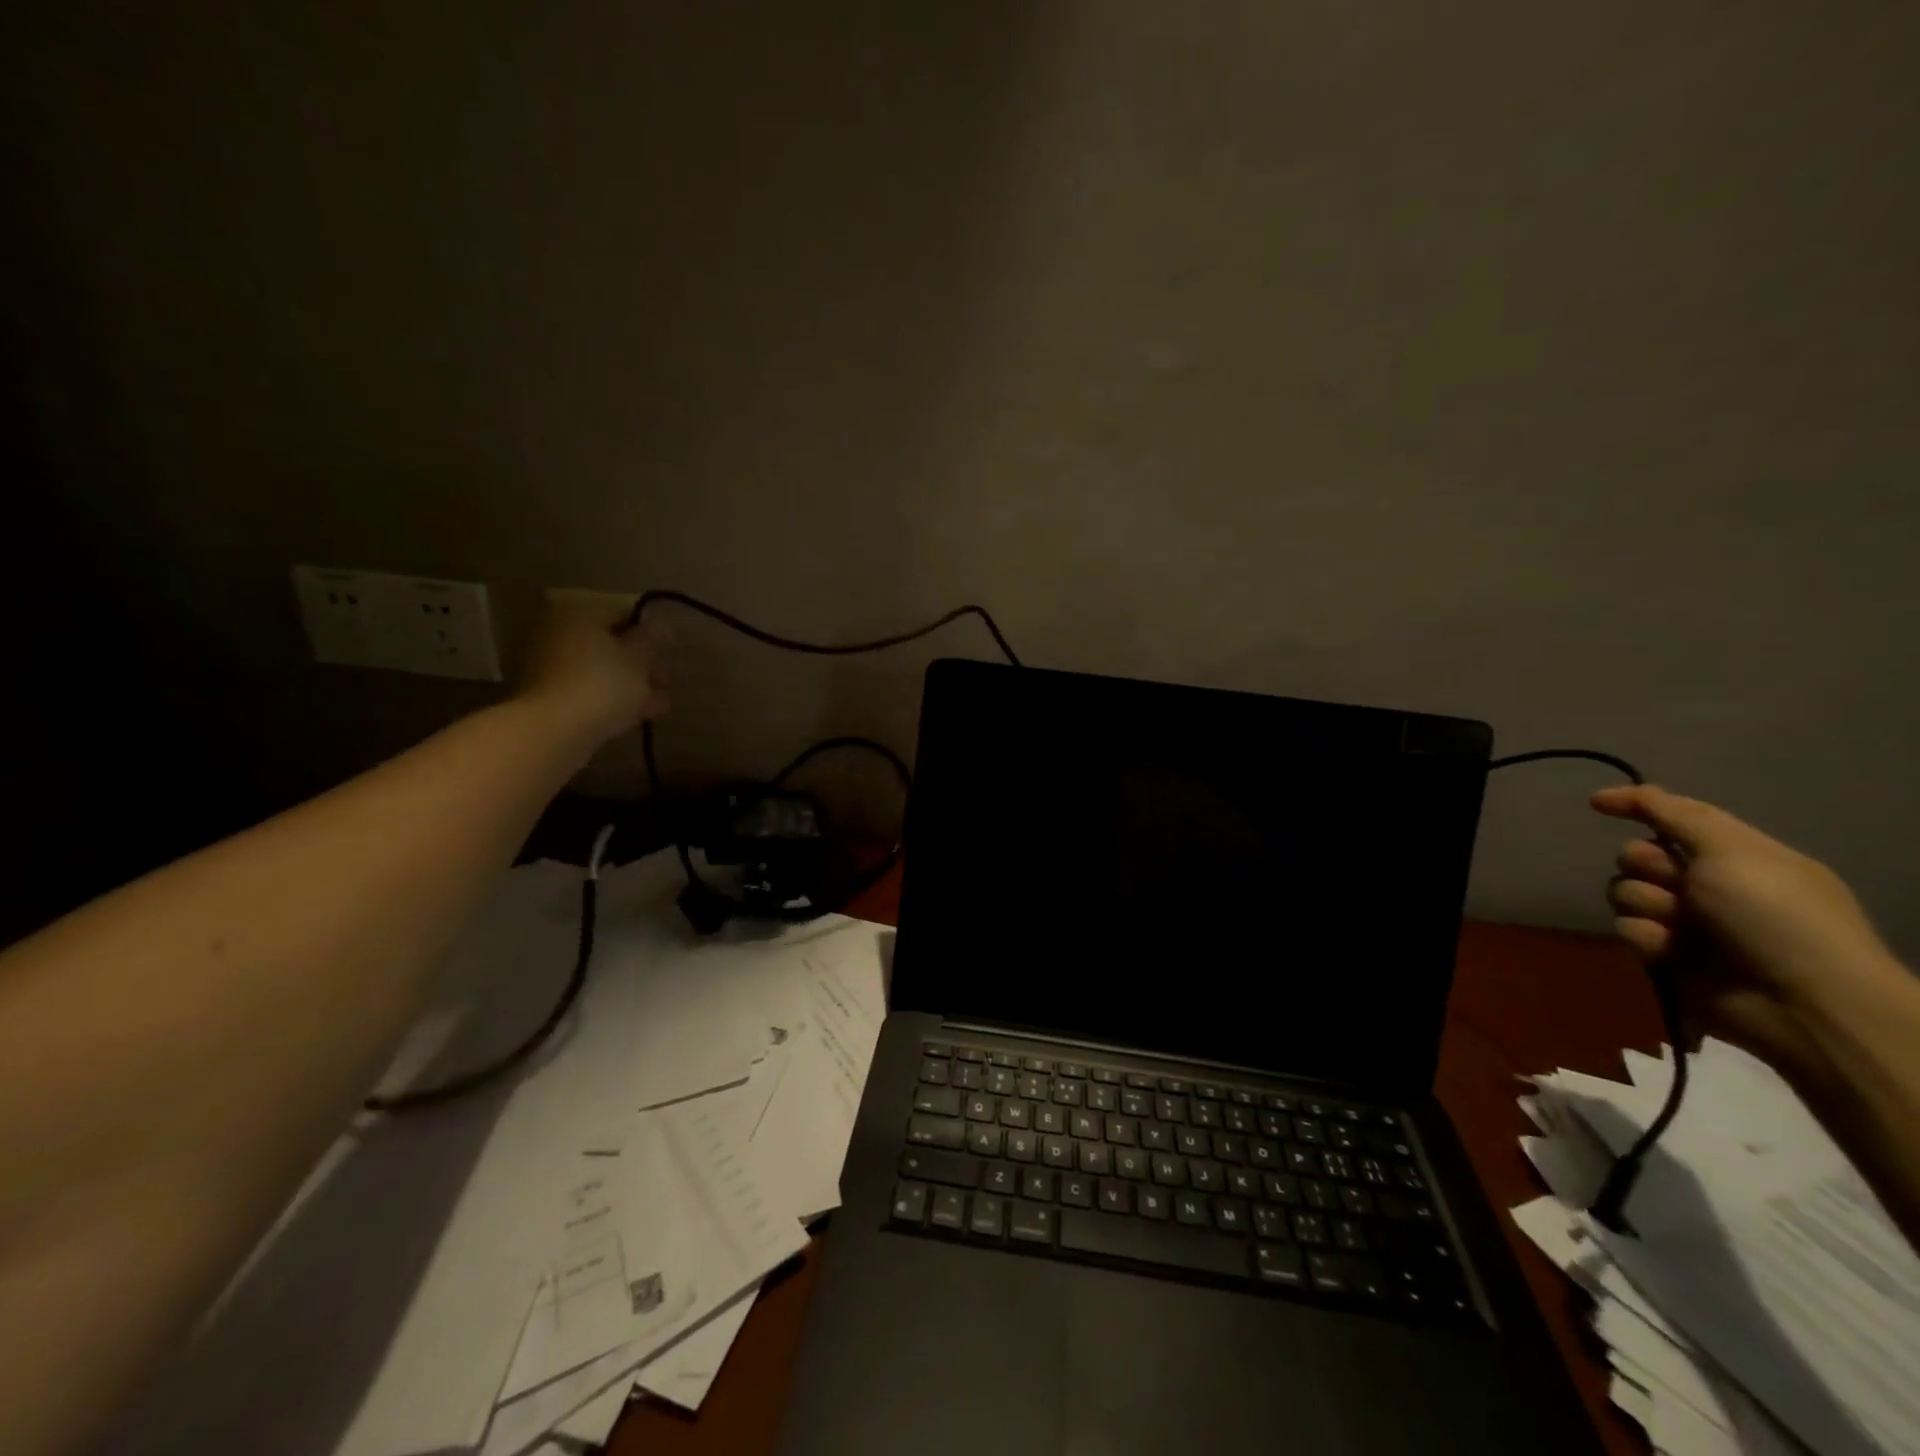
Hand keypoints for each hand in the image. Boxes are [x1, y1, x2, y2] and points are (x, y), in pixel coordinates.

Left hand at [518, 594, 668, 742]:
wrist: (556, 730)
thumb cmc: (603, 682)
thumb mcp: (638, 657)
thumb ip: (651, 638)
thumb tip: (660, 625)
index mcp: (578, 615)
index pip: (622, 614)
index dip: (649, 632)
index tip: (668, 651)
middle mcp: (558, 634)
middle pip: (609, 645)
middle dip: (641, 664)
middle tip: (665, 681)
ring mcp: (549, 668)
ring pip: (601, 671)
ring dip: (631, 685)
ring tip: (661, 704)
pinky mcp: (549, 698)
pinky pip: (589, 691)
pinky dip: (612, 700)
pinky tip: (639, 715)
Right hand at [1592, 785, 1902, 1077]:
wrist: (1800, 1002)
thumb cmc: (1775, 915)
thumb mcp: (1733, 850)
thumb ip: (1674, 815)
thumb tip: (1607, 796)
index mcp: (1734, 856)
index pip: (1672, 817)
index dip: (1636, 806)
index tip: (1597, 804)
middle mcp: (1707, 884)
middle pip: (1637, 855)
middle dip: (1647, 866)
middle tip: (1679, 883)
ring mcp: (1686, 921)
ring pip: (1626, 892)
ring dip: (1647, 904)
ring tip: (1678, 926)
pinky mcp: (1666, 955)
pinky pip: (1628, 929)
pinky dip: (1647, 936)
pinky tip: (1671, 951)